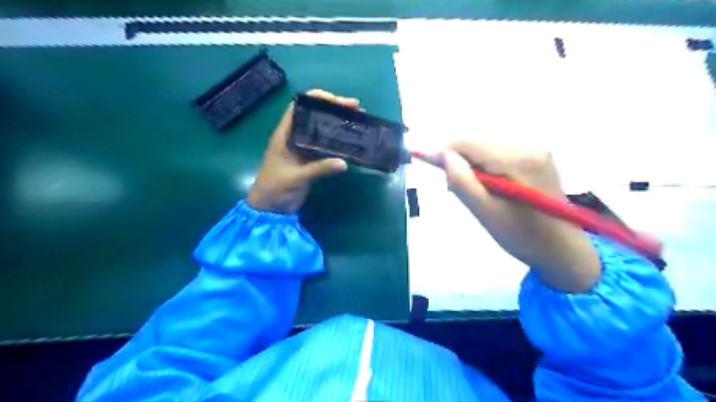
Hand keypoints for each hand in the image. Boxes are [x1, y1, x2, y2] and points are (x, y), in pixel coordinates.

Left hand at [248, 88, 356, 213]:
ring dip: (338, 123)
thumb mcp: (295, 178)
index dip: (316, 98)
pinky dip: (338, 141)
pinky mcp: (311, 160)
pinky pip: (326, 145)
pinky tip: (351, 140)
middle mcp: (295, 137)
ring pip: (322, 129)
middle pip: (314, 115)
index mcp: (285, 134)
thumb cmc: (274, 189)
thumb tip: (344, 163)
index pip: (299, 107)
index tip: (336, 100)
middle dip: (334, 108)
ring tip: (357, 120)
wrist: (270, 209)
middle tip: (356, 108)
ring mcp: (304, 148)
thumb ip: (318, 169)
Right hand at [427, 143, 600, 293]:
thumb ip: (462, 182)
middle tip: (456, 191)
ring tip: (476, 193)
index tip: (430, 169)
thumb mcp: (486, 213)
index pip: (467, 144)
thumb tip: (443, 156)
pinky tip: (491, 187)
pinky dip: (486, 168)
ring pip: (486, 149)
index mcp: (517, 159)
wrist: (562, 250)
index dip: (444, 155)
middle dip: (460, 164)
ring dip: (472, 167)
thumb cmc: (522, 236)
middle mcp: (528, 145)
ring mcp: (536, 149)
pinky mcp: (537, 157)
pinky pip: (499, 154)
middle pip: (477, 144)